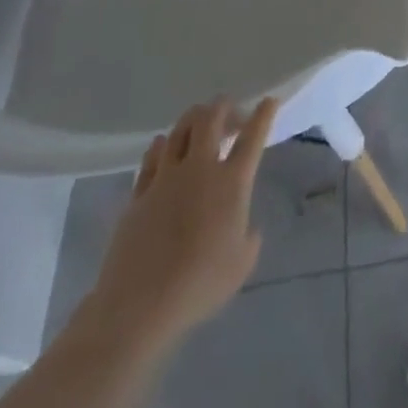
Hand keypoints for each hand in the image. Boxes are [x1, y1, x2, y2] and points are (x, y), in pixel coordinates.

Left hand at [86, 97, 278, 351]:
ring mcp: (166, 178)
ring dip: (193, 120)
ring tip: (199, 127)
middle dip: (223, 106)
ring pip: (179, 129)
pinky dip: (162, 145)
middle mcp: (200, 169)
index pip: (253, 137)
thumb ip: (249, 238)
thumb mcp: (240, 264)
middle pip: (211, 118)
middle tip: (231, 114)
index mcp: (231, 182)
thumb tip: (245, 228)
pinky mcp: (139, 193)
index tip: (269, 101)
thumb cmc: (199, 284)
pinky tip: (164, 147)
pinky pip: (151, 157)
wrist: (139, 305)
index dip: (263, 114)